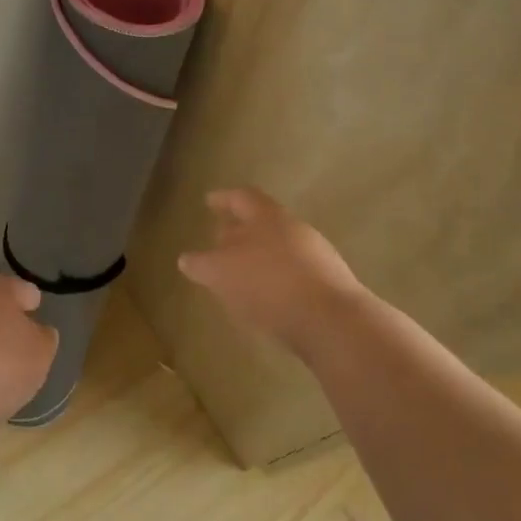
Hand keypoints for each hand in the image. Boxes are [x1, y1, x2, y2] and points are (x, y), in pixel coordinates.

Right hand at [177, 188, 367, 355]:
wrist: (333, 323)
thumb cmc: (269, 285)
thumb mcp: (221, 272)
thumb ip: (202, 264)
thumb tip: (187, 259)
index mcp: (266, 216)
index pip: (241, 197)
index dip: (223, 198)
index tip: (209, 201)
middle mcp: (293, 229)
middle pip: (261, 222)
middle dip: (240, 230)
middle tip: (221, 240)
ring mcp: (316, 257)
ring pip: (279, 249)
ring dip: (259, 259)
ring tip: (239, 277)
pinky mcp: (329, 287)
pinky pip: (293, 276)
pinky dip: (275, 282)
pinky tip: (265, 301)